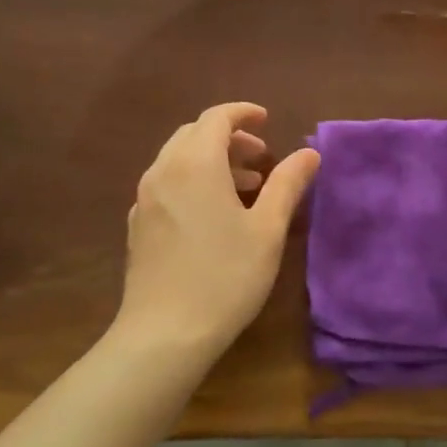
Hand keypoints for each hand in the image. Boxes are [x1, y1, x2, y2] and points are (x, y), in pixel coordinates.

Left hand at [115, 102, 318, 361]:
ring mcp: (144, 199)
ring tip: (246, 187)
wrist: (164, 333)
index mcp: (195, 164)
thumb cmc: (225, 277)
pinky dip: (192, 182)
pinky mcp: (138, 225)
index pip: (216, 118)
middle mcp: (162, 172)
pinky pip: (167, 185)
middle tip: (261, 158)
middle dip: (229, 138)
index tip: (267, 120)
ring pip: (178, 160)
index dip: (243, 113)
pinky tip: (213, 214)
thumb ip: (287, 184)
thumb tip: (308, 153)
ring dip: (211, 161)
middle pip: (193, 135)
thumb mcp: (267, 230)